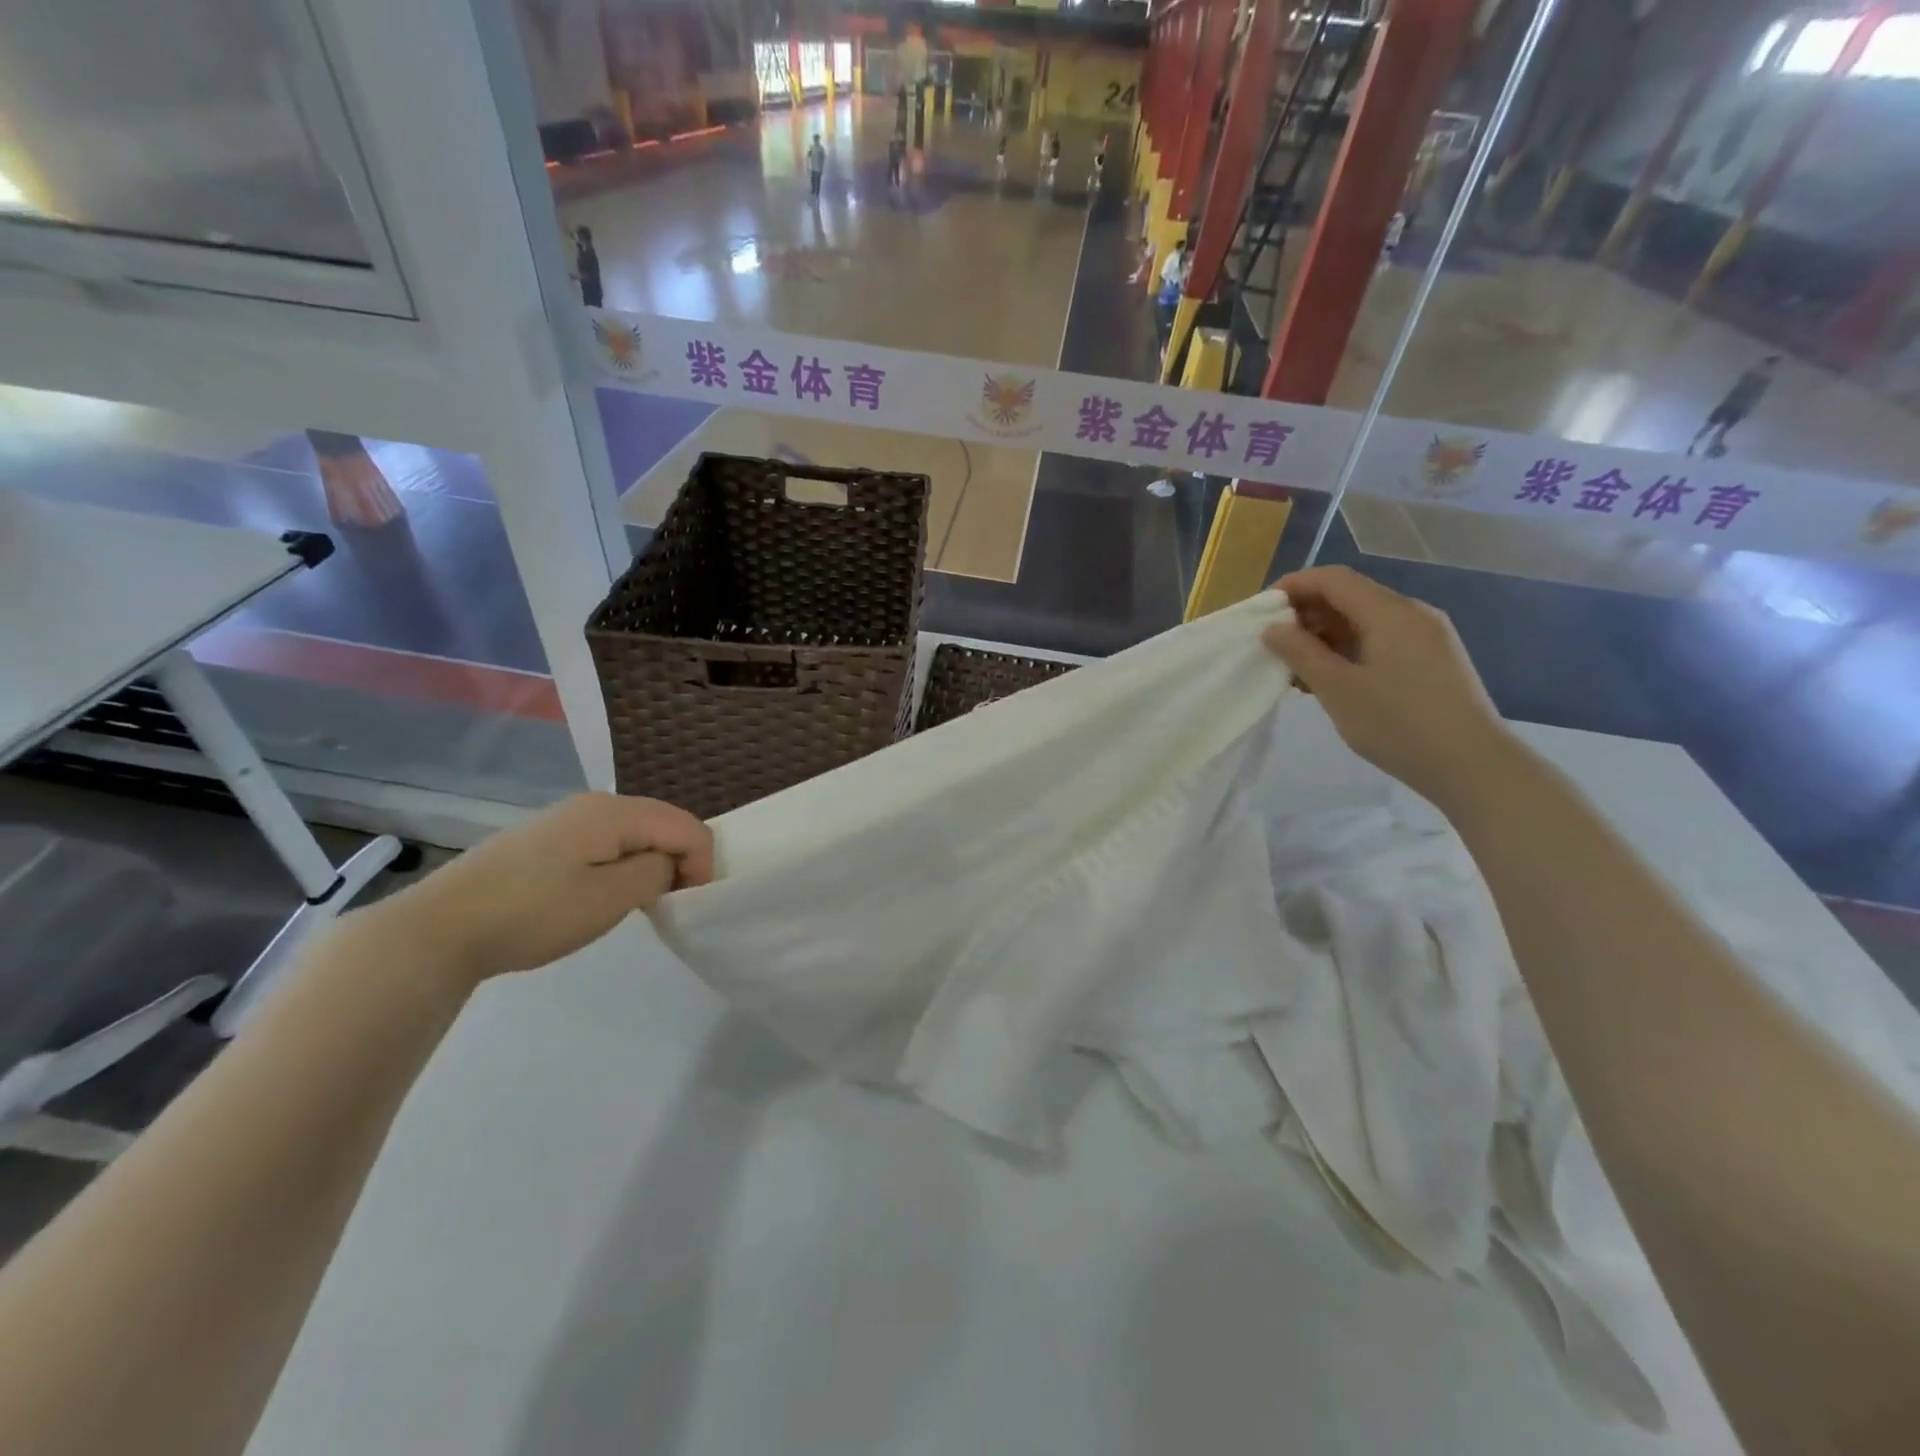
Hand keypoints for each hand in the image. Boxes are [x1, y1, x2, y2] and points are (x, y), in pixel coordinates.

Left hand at [363, 793, 713, 985]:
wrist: (439, 928)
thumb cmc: (534, 913)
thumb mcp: (610, 898)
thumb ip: (656, 872)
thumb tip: (668, 863)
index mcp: (615, 811)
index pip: (686, 826)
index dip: (702, 863)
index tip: (688, 903)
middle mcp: (594, 803)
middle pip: (662, 823)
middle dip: (678, 861)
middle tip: (667, 905)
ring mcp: (565, 818)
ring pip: (633, 834)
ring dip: (648, 864)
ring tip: (636, 903)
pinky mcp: (544, 839)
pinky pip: (604, 843)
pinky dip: (619, 865)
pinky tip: (598, 894)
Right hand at [1262, 566, 1510, 803]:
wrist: (1473, 765)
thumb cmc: (1399, 724)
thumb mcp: (1338, 689)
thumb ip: (1301, 653)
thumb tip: (1273, 628)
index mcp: (1390, 612)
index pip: (1333, 579)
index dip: (1292, 587)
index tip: (1260, 612)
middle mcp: (1412, 613)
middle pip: (1349, 596)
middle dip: (1306, 614)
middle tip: (1274, 646)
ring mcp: (1426, 636)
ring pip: (1364, 621)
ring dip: (1325, 636)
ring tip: (1296, 670)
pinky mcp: (1432, 660)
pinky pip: (1381, 640)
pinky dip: (1348, 650)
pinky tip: (1331, 680)